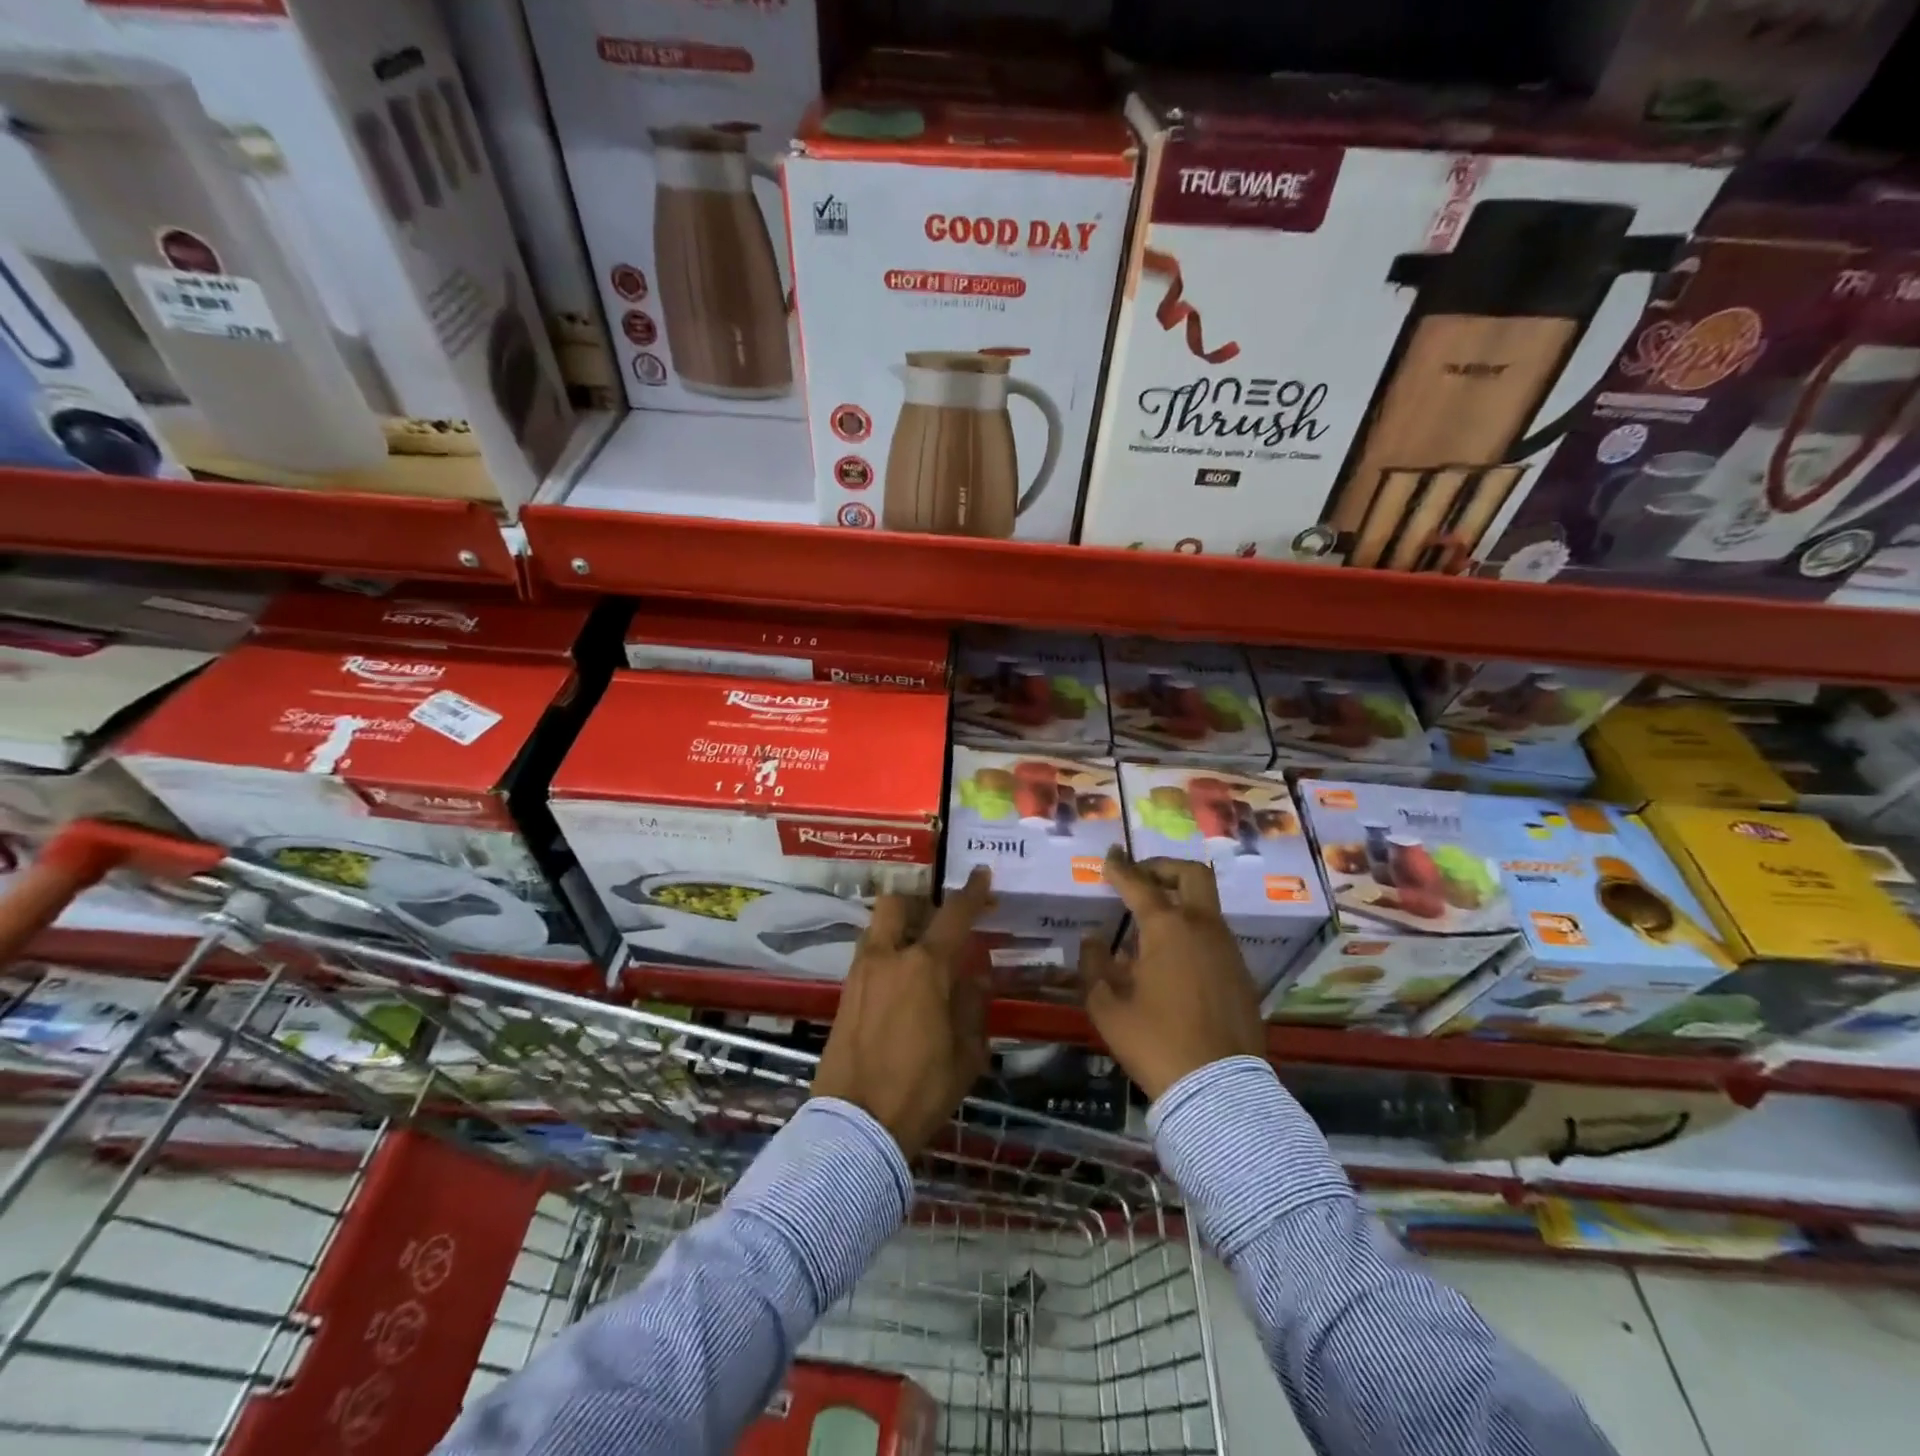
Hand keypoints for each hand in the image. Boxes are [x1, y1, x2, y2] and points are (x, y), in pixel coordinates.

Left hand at [812, 868, 993, 1157]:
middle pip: (896, 904)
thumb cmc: (921, 1089)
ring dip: (899, 929)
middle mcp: (888, 958)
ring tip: (921, 956)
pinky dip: (887, 956)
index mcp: (924, 967)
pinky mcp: (844, 995)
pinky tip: (902, 985)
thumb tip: (974, 978)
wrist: (855, 1126)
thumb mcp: (966, 1053)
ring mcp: (860, 974)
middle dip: (918, 902)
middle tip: (938, 920)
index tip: (981, 875)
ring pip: (878, 929)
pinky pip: (868, 957)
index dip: (971, 893)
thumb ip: (971, 1006)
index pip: (953, 916)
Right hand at [1081, 850, 1264, 1100]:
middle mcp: (1202, 927)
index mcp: (1168, 928)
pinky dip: (1192, 928)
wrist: (1218, 1089)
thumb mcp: (1107, 1007)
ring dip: (1179, 899)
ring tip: (1150, 923)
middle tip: (1140, 878)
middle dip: (1163, 867)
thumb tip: (1095, 940)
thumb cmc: (1155, 1042)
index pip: (1139, 884)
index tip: (1109, 857)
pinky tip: (1171, 957)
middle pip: (1191, 874)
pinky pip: (1214, 933)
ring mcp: (1227, 948)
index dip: (1120, 868)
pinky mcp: (1241, 972)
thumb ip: (1095, 965)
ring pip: (1206, 904)